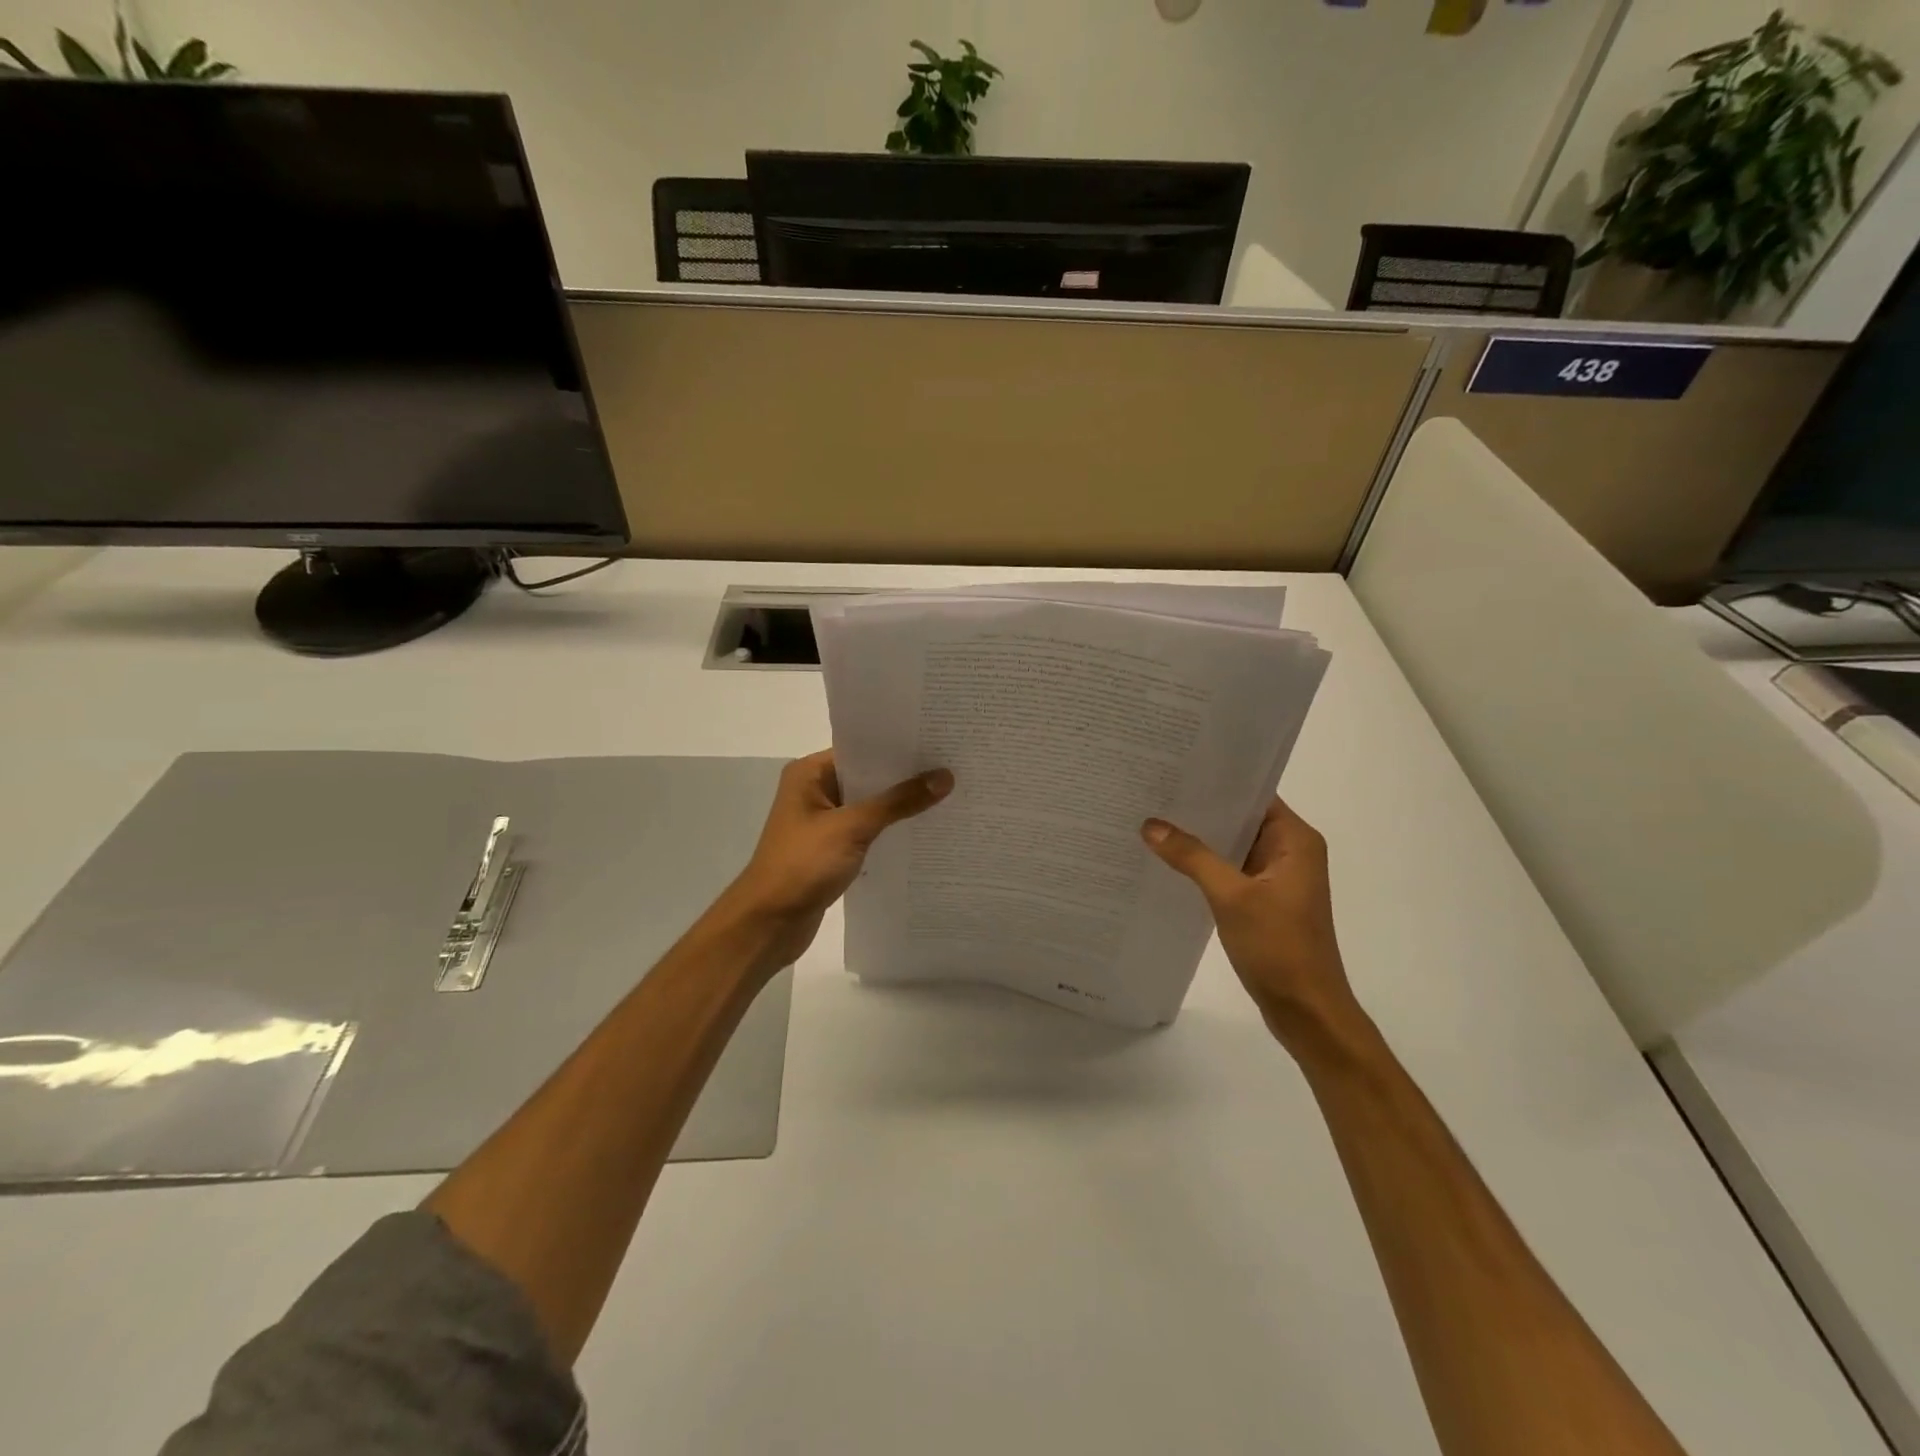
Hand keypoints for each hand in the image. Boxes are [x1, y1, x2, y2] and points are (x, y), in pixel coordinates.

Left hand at [724, 750, 952, 972]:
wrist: (768, 923)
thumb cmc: (802, 865)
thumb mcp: (852, 828)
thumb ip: (898, 802)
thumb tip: (944, 777)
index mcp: (810, 774)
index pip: (860, 749)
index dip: (897, 747)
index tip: (938, 742)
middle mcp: (815, 791)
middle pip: (867, 776)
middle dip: (905, 776)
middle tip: (952, 767)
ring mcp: (823, 822)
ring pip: (870, 806)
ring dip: (900, 806)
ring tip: (948, 796)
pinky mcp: (831, 850)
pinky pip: (867, 831)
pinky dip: (890, 831)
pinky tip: (923, 831)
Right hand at [1142, 799, 1361, 1046]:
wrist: (1306, 1011)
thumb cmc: (1279, 948)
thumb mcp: (1231, 896)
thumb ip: (1192, 857)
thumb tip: (1150, 825)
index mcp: (1295, 840)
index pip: (1253, 794)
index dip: (1216, 781)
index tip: (1175, 768)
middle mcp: (1290, 851)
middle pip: (1240, 818)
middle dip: (1200, 809)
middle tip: (1152, 791)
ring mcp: (1276, 877)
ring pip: (1232, 845)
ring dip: (1200, 838)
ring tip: (1152, 819)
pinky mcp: (1263, 900)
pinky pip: (1229, 870)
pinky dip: (1204, 864)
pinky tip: (1168, 860)